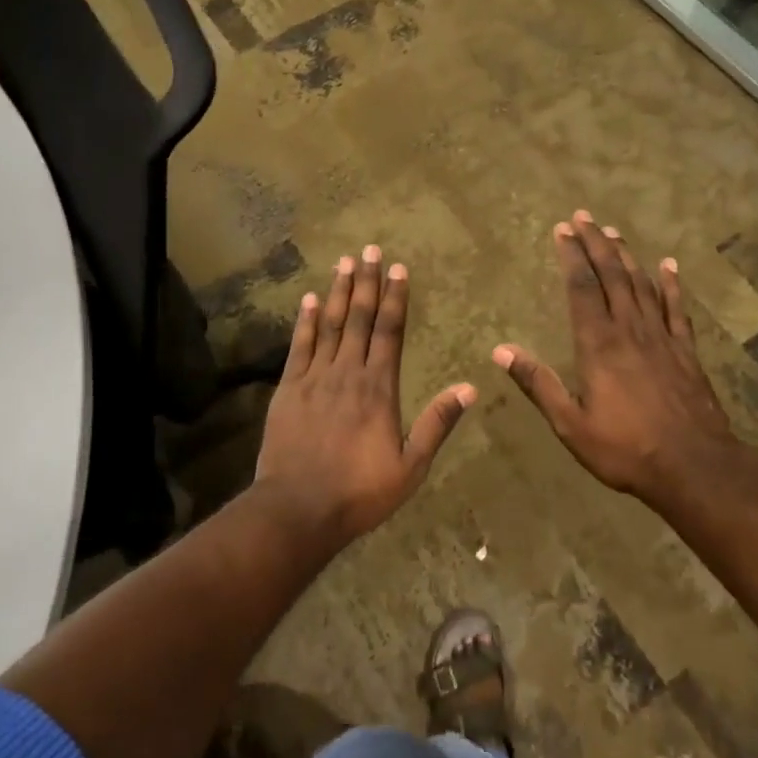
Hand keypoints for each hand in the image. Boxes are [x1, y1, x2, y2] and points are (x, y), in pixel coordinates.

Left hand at [254, 245, 473, 546]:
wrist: (297, 509)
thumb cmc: (359, 491)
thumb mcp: (410, 466)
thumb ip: (437, 423)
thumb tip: (469, 387)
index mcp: (379, 388)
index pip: (390, 331)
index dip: (395, 298)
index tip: (398, 268)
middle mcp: (347, 372)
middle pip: (360, 318)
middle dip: (367, 282)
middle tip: (370, 249)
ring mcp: (314, 377)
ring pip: (330, 325)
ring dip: (339, 292)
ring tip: (344, 262)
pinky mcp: (288, 388)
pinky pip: (299, 346)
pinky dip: (306, 320)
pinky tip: (310, 298)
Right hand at [494, 211, 732, 502]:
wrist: (695, 467)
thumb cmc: (626, 449)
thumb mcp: (571, 424)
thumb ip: (538, 383)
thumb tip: (500, 350)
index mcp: (598, 344)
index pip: (582, 287)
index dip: (571, 256)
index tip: (562, 230)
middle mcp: (629, 330)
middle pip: (612, 275)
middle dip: (596, 243)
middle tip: (584, 217)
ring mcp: (661, 337)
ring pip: (641, 284)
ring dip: (626, 256)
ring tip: (613, 232)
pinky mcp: (685, 350)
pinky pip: (677, 308)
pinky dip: (672, 284)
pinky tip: (668, 265)